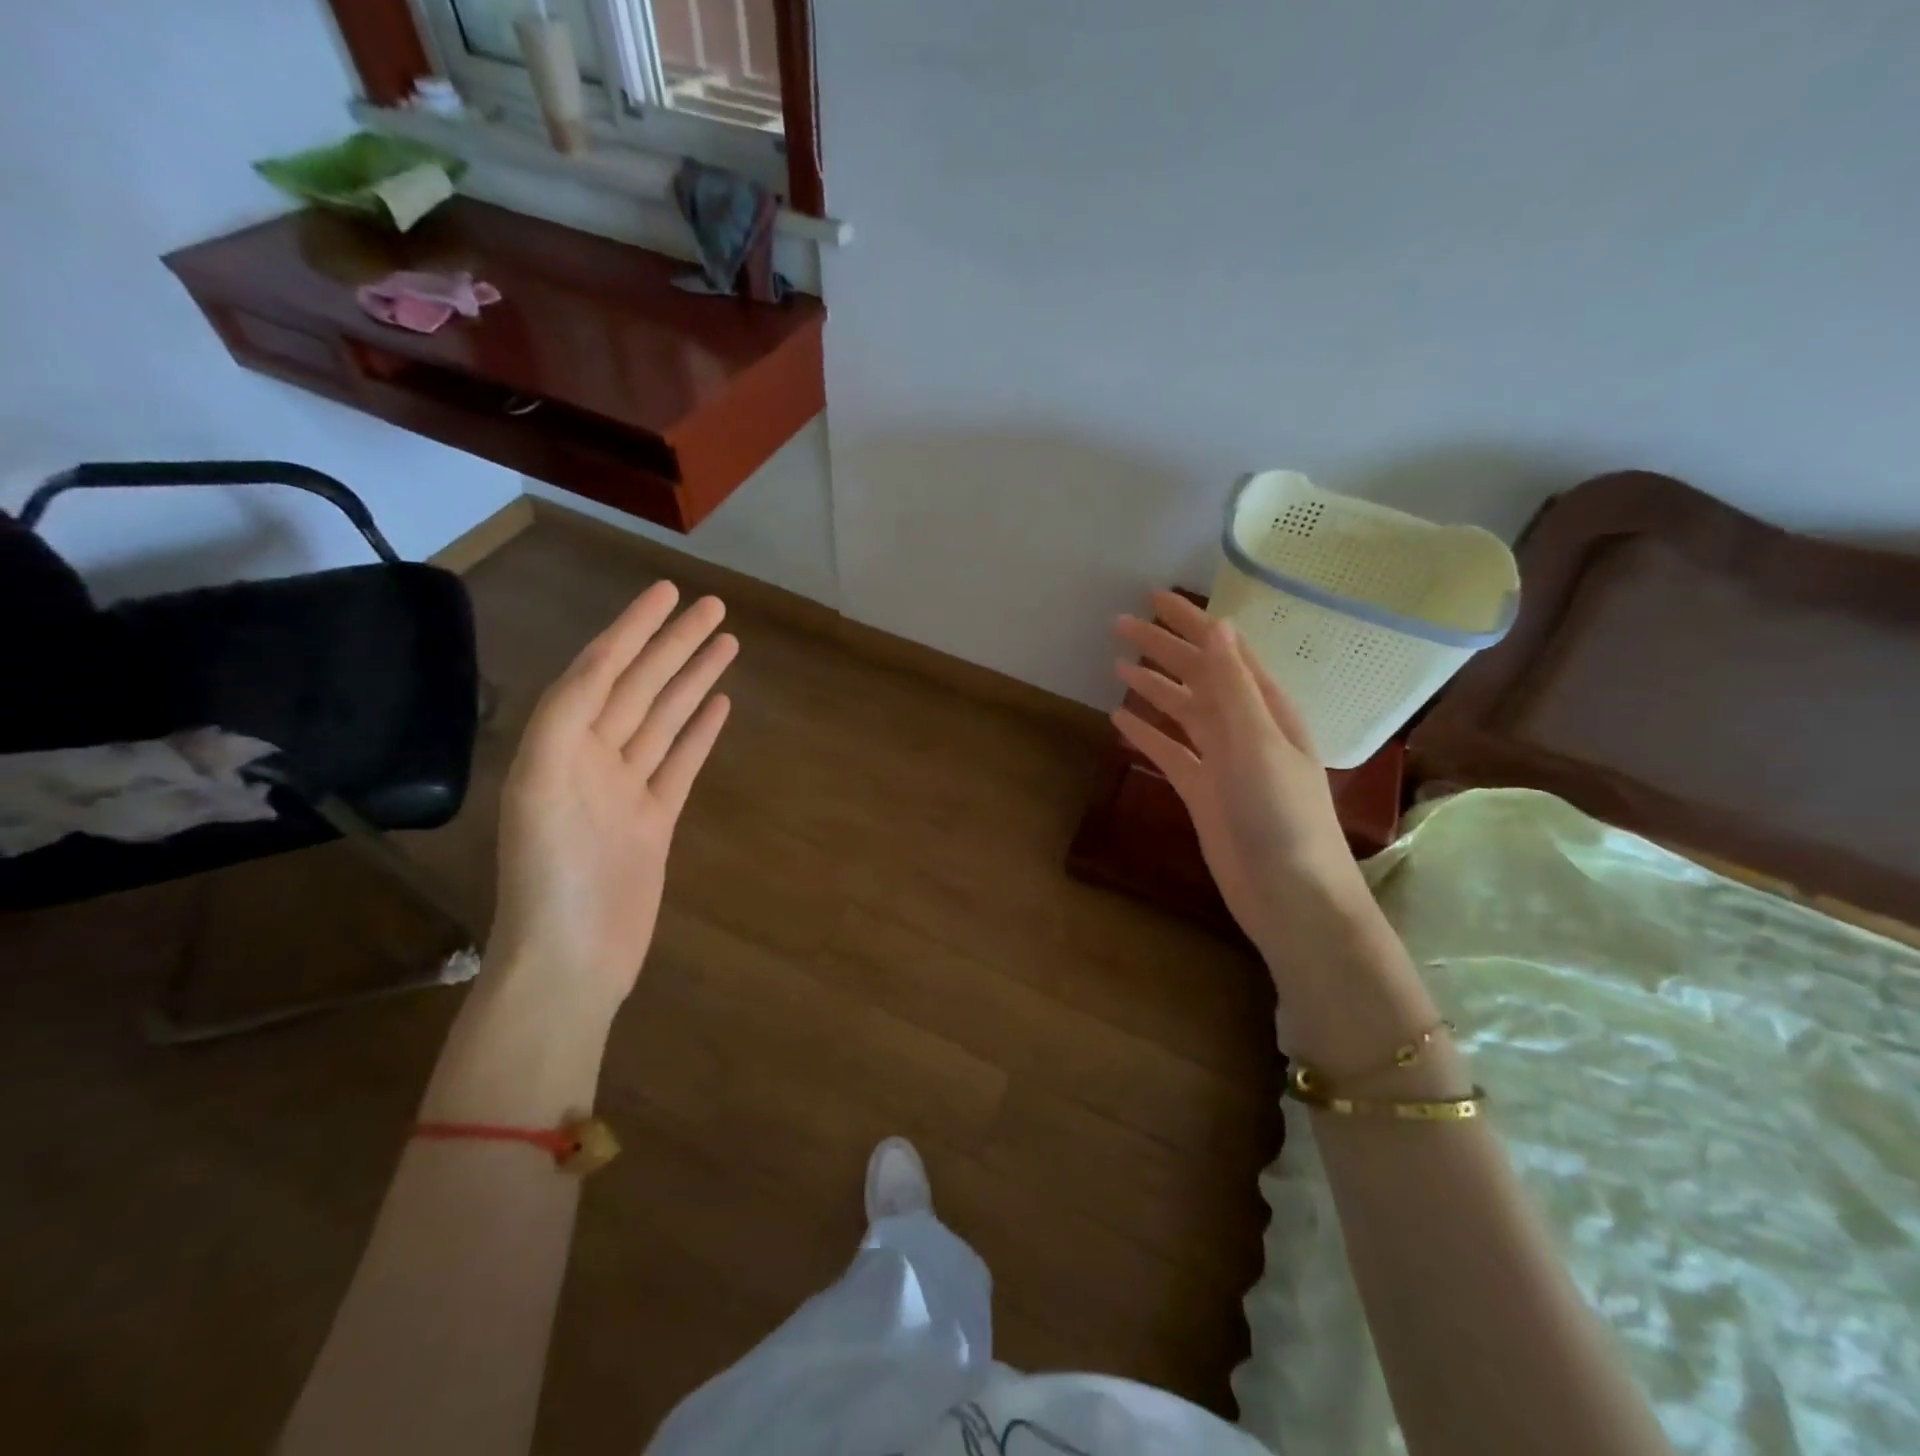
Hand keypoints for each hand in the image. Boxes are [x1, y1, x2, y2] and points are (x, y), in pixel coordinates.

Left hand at [487, 581, 736, 1015]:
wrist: (571, 958)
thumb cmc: (552, 876)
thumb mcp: (541, 785)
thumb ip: (564, 719)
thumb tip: (600, 665)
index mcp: (558, 744)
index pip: (601, 670)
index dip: (633, 628)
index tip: (667, 592)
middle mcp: (591, 757)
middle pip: (640, 687)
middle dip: (674, 644)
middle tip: (714, 607)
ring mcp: (625, 788)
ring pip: (664, 719)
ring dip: (692, 680)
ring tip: (726, 644)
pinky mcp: (653, 819)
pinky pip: (679, 763)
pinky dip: (699, 732)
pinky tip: (719, 705)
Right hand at [1112, 591, 1375, 966]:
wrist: (1290, 895)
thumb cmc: (1282, 815)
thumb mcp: (1257, 741)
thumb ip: (1233, 685)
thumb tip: (1218, 626)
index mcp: (1265, 707)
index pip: (1223, 650)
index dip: (1190, 622)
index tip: (1152, 598)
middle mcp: (1244, 726)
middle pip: (1197, 675)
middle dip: (1161, 648)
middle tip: (1118, 625)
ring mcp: (1222, 760)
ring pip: (1182, 711)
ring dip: (1153, 686)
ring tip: (1117, 665)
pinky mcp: (1202, 791)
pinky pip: (1170, 752)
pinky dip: (1147, 734)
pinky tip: (1122, 720)